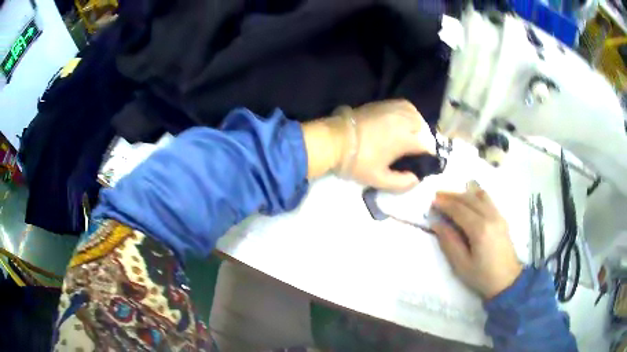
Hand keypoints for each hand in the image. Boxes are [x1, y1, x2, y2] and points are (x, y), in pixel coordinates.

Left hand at [330, 100, 435, 190]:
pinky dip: (409, 114)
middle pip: (424, 128)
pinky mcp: (384, 103)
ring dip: (418, 126)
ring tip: (411, 137)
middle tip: (415, 152)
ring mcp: (394, 109)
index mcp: (405, 138)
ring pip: (416, 115)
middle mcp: (404, 120)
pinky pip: (405, 106)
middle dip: (424, 140)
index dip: (428, 156)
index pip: (427, 146)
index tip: (423, 163)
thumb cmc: (357, 161)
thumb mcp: (379, 179)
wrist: (334, 139)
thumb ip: (401, 183)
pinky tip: (403, 123)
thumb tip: (416, 179)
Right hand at [431, 183, 521, 298]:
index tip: (432, 201)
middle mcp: (490, 217)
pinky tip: (469, 200)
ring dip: (464, 194)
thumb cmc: (482, 276)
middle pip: (469, 199)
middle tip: (437, 196)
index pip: (459, 209)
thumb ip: (449, 242)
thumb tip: (437, 224)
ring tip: (451, 197)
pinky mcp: (502, 218)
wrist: (507, 281)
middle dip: (452, 195)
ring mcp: (498, 216)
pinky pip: (488, 200)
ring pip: (480, 195)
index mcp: (480, 229)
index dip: (445, 204)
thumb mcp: (461, 265)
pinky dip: (475, 195)